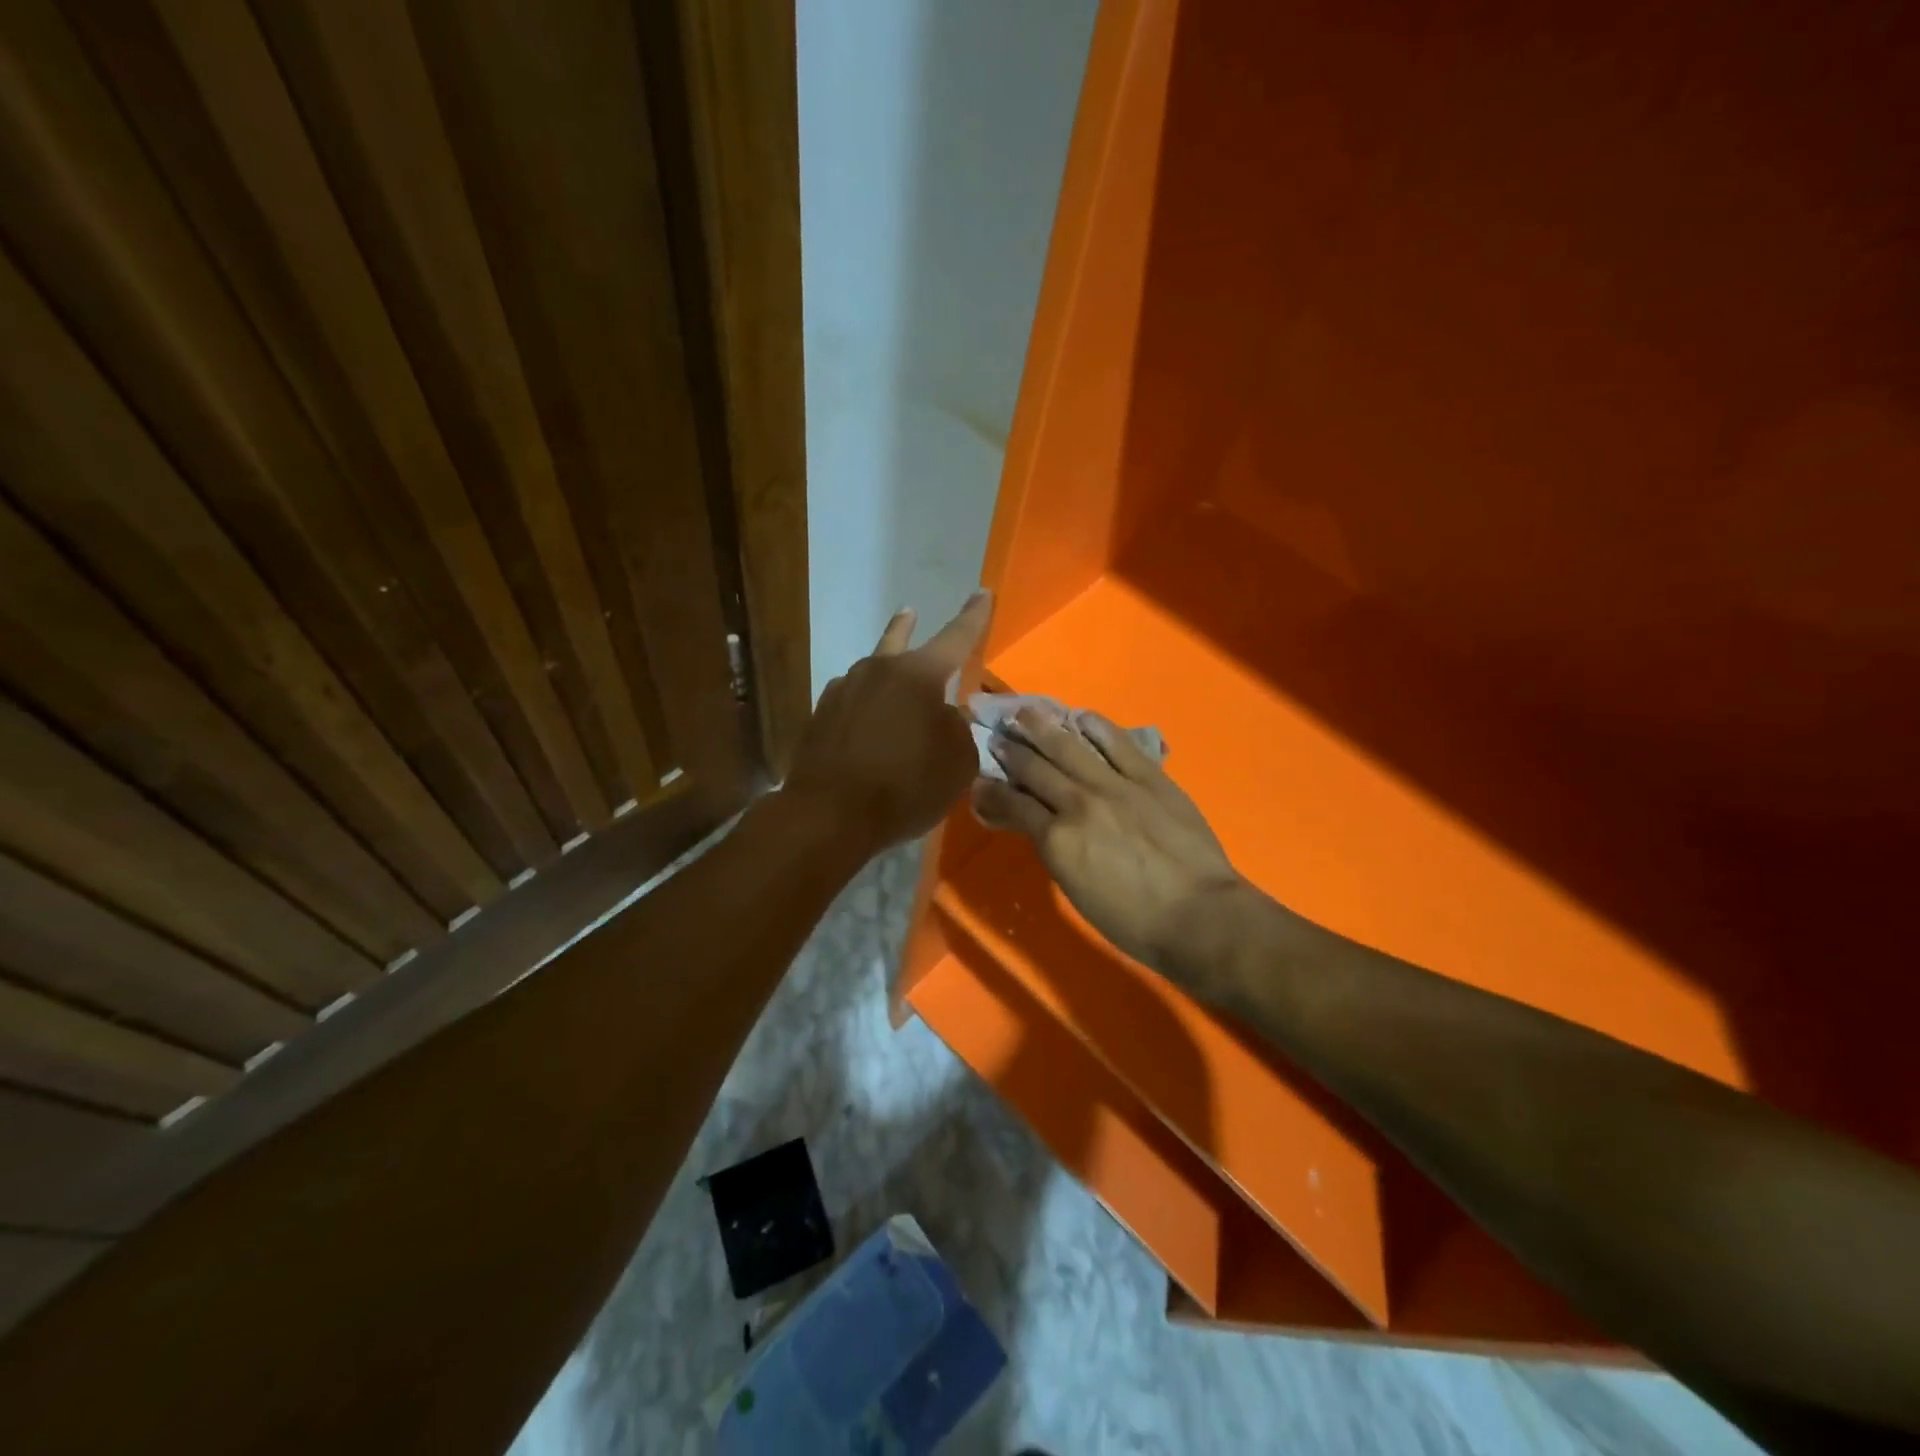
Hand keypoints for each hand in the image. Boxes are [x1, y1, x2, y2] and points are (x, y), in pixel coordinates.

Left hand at [782, 592, 992, 851]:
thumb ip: (960, 729)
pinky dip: (865, 706)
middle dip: (908, 628)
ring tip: (890, 678)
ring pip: (872, 672)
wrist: (829, 815)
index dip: (973, 616)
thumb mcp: (957, 762)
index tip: (982, 593)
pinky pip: (852, 701)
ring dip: (885, 674)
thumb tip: (947, 714)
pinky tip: (866, 723)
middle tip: (910, 613)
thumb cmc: (904, 786)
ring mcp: (842, 691)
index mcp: (918, 675)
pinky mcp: (820, 716)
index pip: (956, 637)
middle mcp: (877, 671)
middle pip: (898, 642)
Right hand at [971, 706, 1244, 976]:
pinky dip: (1098, 728)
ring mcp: (1115, 785)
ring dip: (1043, 728)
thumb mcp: (1076, 890)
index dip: (992, 790)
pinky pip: (1118, 744)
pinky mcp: (1150, 777)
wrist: (1199, 915)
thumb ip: (1051, 850)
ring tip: (1025, 713)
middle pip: (1035, 769)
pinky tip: (1081, 717)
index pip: (1014, 804)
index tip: (979, 779)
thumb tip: (1033, 825)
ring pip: (1070, 747)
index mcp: (1057, 838)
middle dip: (1010, 751)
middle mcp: (1078, 802)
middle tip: (996, 736)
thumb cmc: (1133, 920)